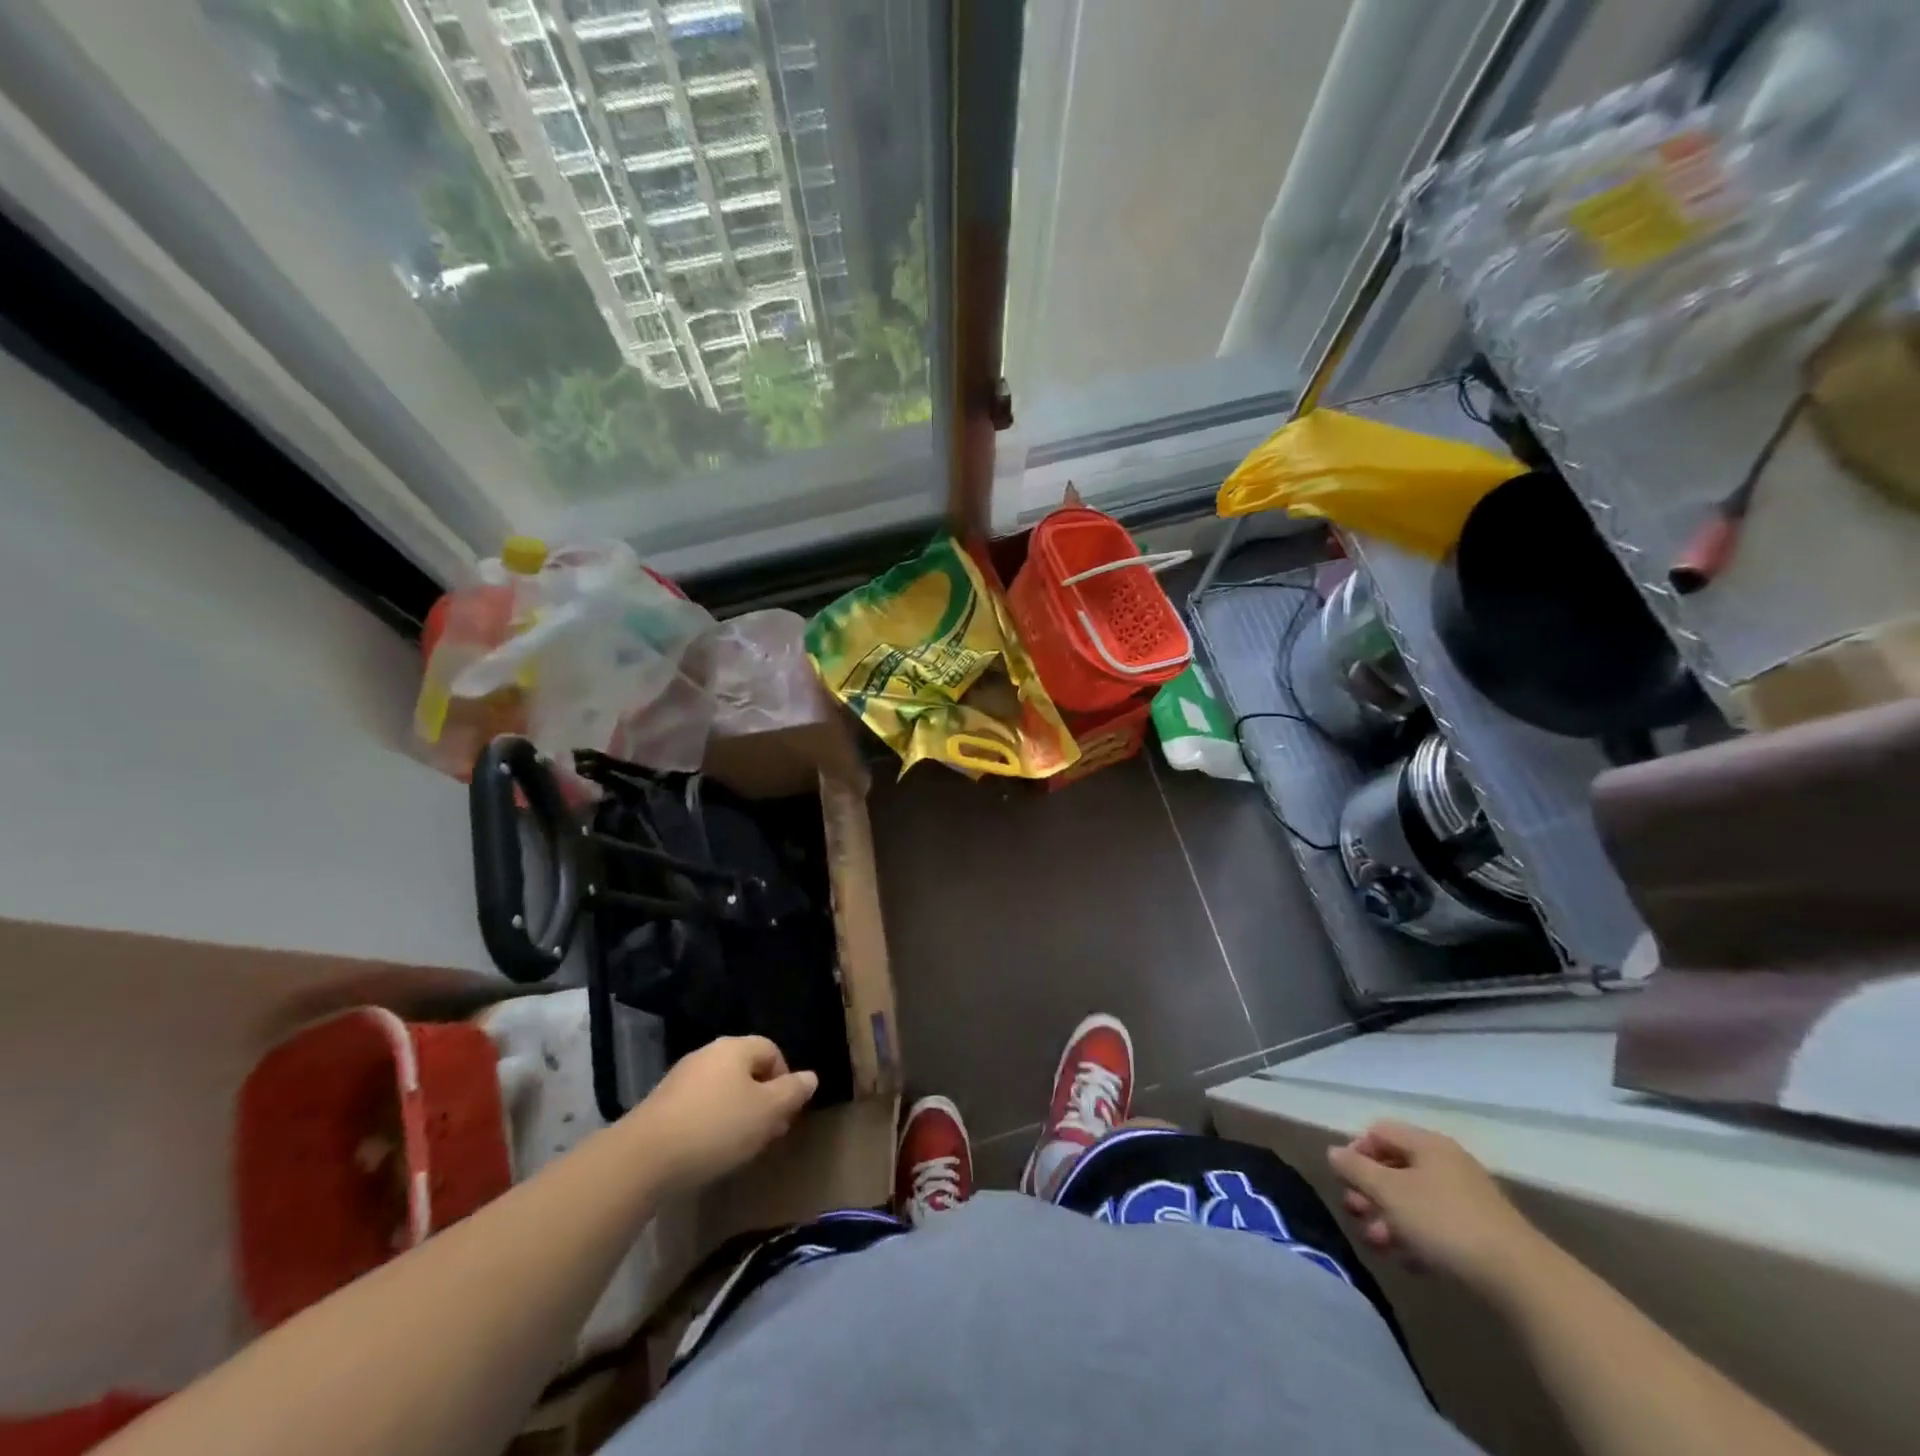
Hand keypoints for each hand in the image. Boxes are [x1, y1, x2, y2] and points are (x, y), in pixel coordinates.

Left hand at [630, 1037, 817, 1190]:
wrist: (643, 1158)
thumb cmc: (716, 1127)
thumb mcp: (766, 1112)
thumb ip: (792, 1092)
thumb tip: (810, 1077)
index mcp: (735, 1047)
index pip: (772, 1050)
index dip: (785, 1080)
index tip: (786, 1114)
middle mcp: (708, 1054)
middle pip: (747, 1070)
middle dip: (762, 1099)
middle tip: (768, 1133)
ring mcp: (681, 1078)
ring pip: (723, 1090)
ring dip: (738, 1113)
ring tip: (742, 1147)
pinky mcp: (662, 1105)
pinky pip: (699, 1107)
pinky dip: (712, 1123)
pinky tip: (710, 1151)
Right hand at [1327, 1121, 1546, 1297]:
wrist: (1522, 1280)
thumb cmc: (1444, 1223)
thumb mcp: (1389, 1193)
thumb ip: (1356, 1169)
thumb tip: (1334, 1152)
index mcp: (1426, 1144)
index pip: (1379, 1132)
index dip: (1356, 1151)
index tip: (1345, 1181)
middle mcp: (1447, 1163)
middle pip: (1395, 1167)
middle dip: (1370, 1191)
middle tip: (1355, 1214)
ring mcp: (1467, 1199)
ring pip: (1414, 1200)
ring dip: (1389, 1219)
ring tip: (1377, 1245)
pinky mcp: (1480, 1234)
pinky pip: (1436, 1226)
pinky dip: (1416, 1238)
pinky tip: (1408, 1262)